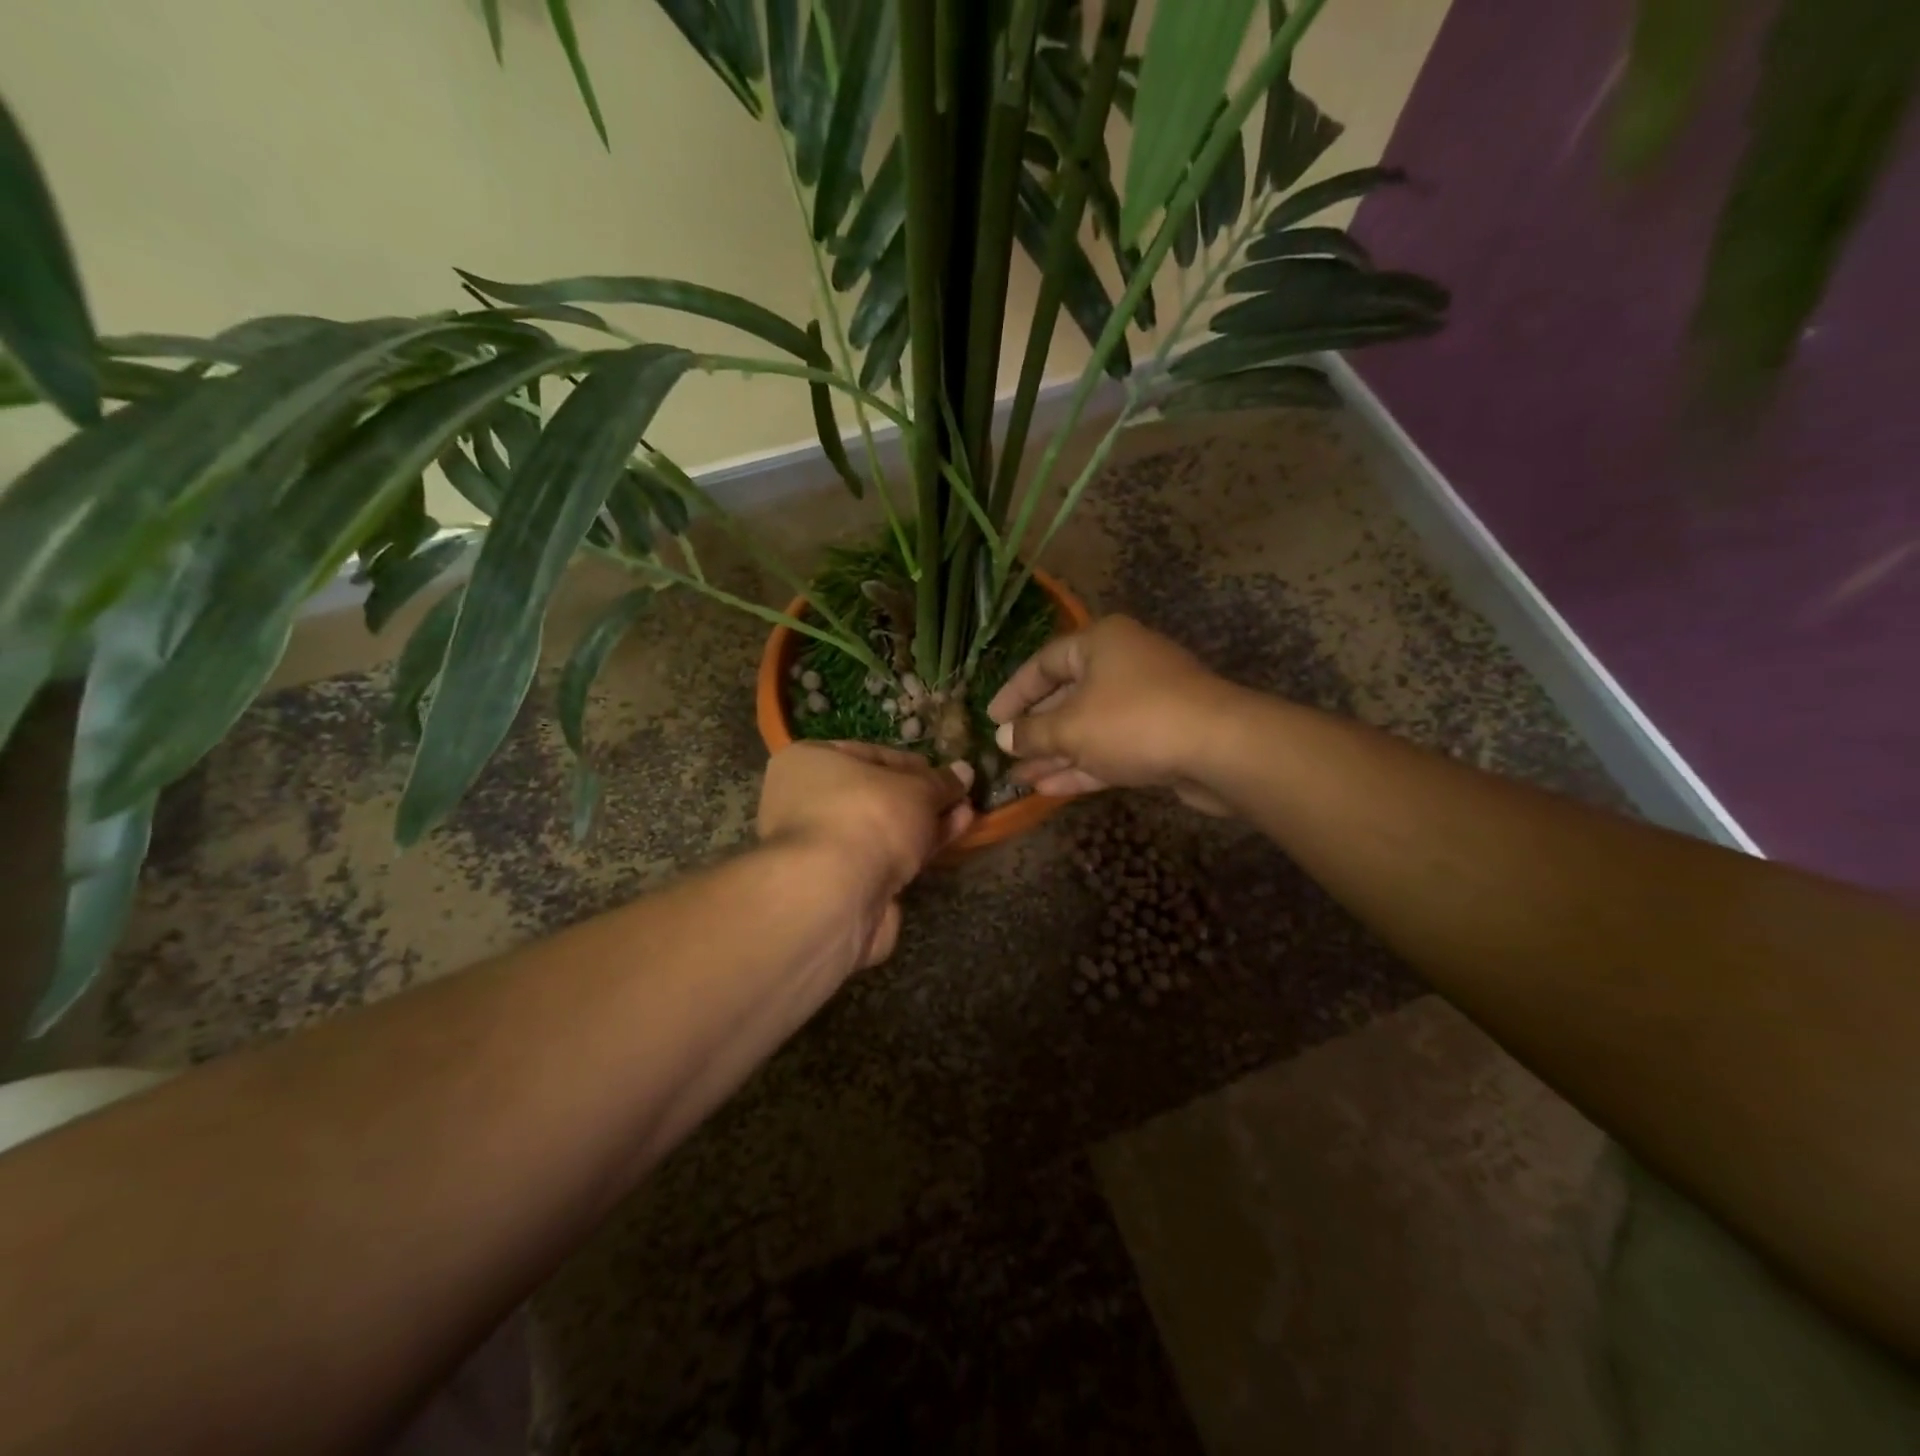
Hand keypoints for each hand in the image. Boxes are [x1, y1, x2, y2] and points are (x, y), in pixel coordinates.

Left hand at [757, 742, 975, 964]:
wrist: (835, 896)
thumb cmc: (867, 817)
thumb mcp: (916, 789)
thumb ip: (941, 782)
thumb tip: (964, 771)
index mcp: (810, 762)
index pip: (870, 754)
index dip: (913, 763)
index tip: (946, 773)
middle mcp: (805, 801)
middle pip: (876, 795)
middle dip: (922, 797)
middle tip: (960, 797)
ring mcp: (821, 847)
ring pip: (882, 830)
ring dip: (924, 823)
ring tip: (966, 815)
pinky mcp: (839, 885)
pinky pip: (883, 859)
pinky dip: (914, 851)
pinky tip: (948, 840)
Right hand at [986, 615, 1240, 814]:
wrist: (1219, 749)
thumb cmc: (1133, 721)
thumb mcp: (1071, 727)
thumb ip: (1032, 733)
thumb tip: (1004, 739)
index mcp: (1100, 643)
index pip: (1044, 663)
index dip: (1014, 692)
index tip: (991, 719)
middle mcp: (1122, 665)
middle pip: (1067, 696)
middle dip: (1035, 730)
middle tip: (1005, 754)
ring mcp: (1144, 703)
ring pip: (1088, 728)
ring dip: (1055, 754)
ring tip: (1019, 780)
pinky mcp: (1159, 738)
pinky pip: (1110, 749)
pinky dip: (1081, 767)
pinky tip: (1048, 790)